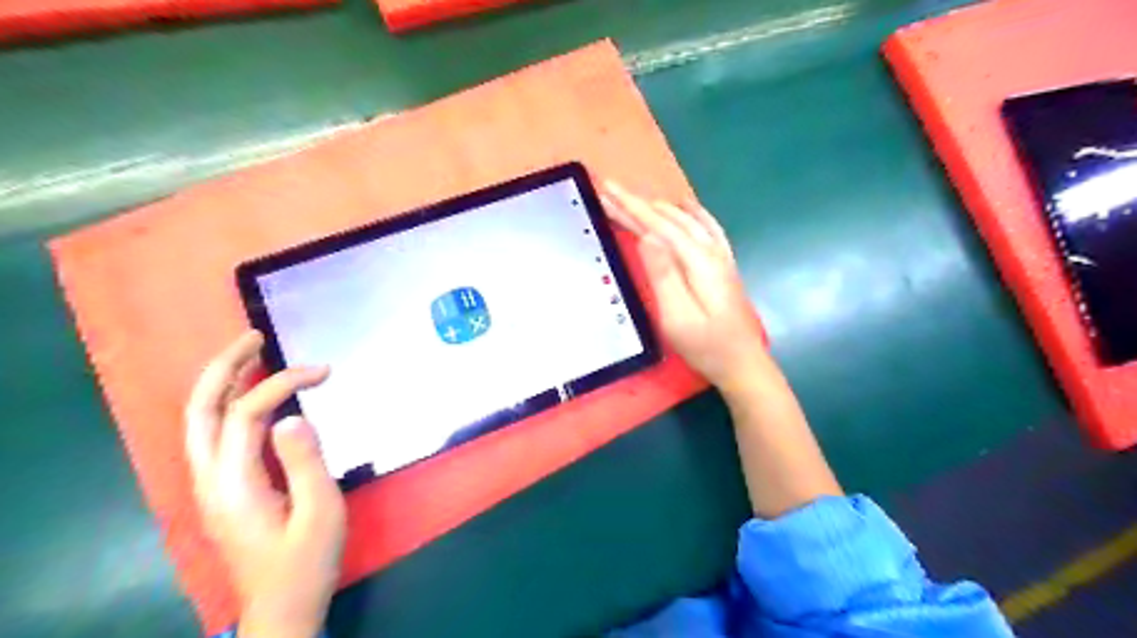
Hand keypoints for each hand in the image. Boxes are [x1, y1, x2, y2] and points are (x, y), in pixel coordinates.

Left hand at [185, 333, 347, 637]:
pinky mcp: (222, 490)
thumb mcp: (319, 512)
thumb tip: (291, 417)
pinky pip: (213, 435)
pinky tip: (249, 397)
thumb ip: (304, 463)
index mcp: (234, 484)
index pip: (248, 414)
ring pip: (199, 422)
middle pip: (200, 411)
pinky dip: (227, 405)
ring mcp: (210, 486)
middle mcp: (209, 480)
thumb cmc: (306, 561)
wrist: (281, 607)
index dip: (283, 384)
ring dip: (220, 383)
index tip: (324, 372)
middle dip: (223, 368)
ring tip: (249, 355)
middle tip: (253, 337)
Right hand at [598, 179, 767, 393]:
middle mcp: (710, 251)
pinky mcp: (723, 265)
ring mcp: (720, 257)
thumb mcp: (677, 317)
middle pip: (670, 219)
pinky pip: (707, 228)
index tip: (607, 189)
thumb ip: (663, 275)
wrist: (743, 363)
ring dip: (659, 207)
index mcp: (697, 262)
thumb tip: (647, 236)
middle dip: (639, 204)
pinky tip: (686, 206)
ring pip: (687, 220)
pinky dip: (692, 213)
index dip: (631, 207)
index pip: (658, 226)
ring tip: (635, 199)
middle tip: (610, 191)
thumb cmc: (706, 346)